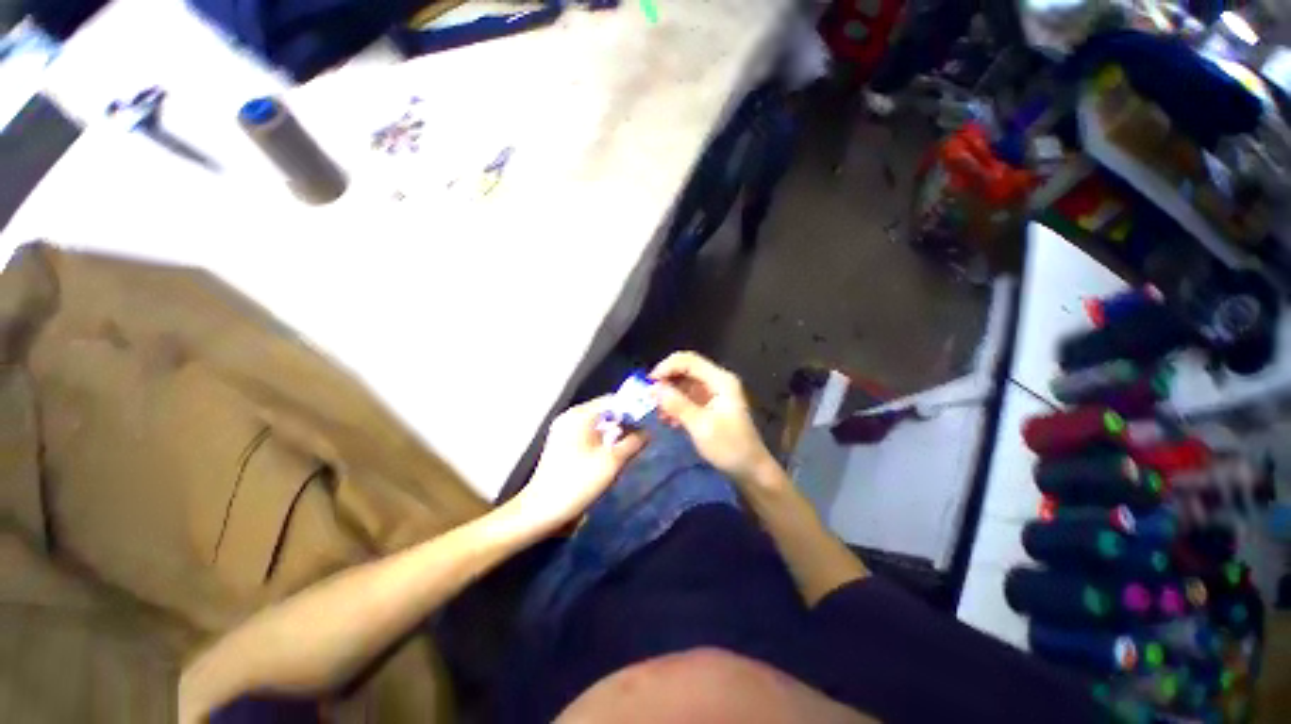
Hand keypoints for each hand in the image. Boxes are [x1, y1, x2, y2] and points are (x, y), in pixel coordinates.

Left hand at [511, 397, 646, 531]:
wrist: (541, 511)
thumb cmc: (578, 482)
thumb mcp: (612, 462)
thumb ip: (633, 443)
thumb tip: (647, 432)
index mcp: (580, 415)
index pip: (612, 401)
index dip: (631, 410)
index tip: (646, 424)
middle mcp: (570, 418)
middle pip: (604, 412)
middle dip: (623, 424)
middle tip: (639, 439)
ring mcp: (563, 431)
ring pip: (597, 425)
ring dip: (613, 435)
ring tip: (627, 450)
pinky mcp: (561, 445)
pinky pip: (588, 435)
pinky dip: (601, 442)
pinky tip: (609, 458)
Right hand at [650, 351, 776, 487]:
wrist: (750, 470)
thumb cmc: (729, 447)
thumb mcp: (700, 426)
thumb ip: (677, 404)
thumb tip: (653, 388)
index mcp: (720, 380)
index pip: (689, 360)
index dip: (667, 367)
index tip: (649, 382)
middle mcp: (717, 381)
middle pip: (686, 370)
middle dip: (666, 381)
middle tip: (649, 398)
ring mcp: (714, 393)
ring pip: (684, 384)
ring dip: (669, 395)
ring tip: (658, 412)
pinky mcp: (709, 405)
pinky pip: (687, 397)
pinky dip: (676, 404)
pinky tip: (669, 419)